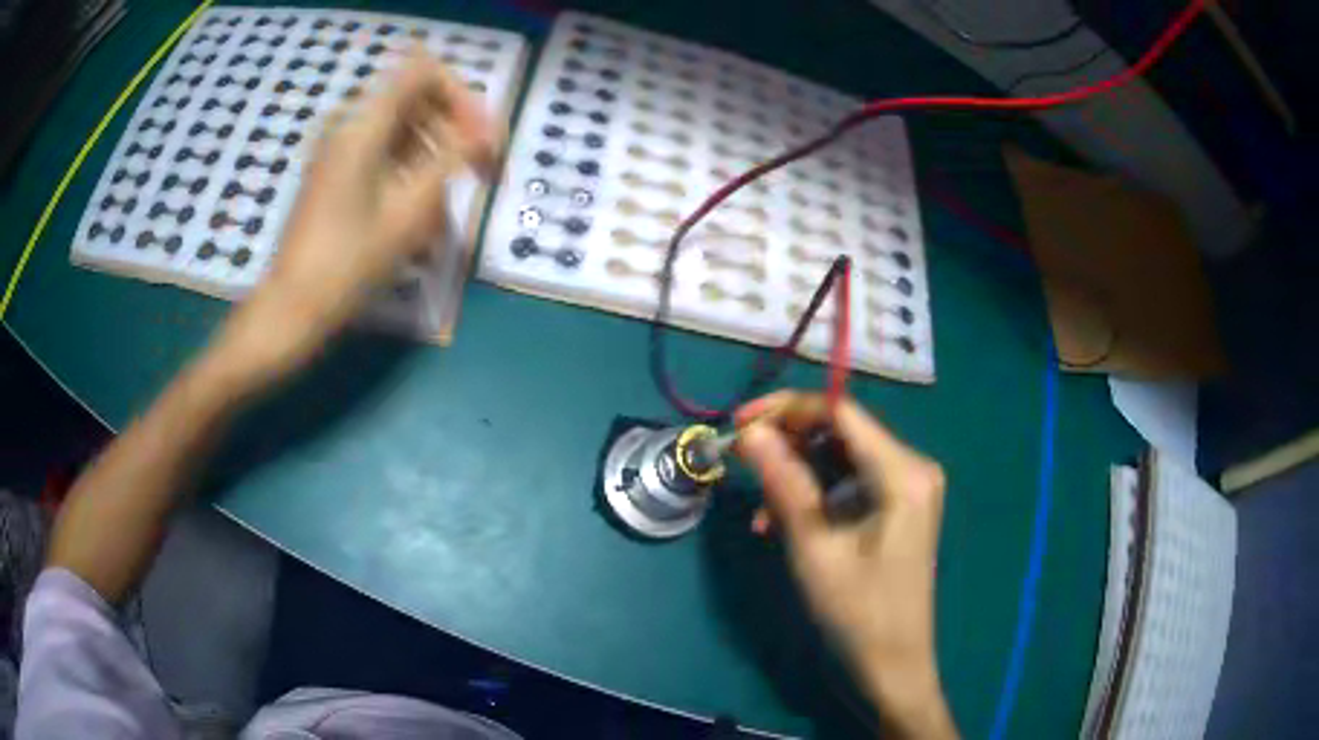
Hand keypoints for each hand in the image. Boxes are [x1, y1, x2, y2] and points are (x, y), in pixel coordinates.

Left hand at [215, 54, 499, 388]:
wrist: (293, 307)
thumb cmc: (349, 262)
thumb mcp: (410, 208)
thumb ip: (452, 156)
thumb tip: (487, 129)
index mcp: (364, 124)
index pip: (425, 72)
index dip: (462, 95)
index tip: (480, 136)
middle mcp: (350, 125)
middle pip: (418, 101)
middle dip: (455, 132)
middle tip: (482, 175)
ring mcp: (340, 149)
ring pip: (405, 131)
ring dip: (435, 160)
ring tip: (447, 213)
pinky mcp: (337, 172)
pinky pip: (386, 155)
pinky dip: (411, 176)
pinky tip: (421, 220)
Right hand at [736, 392, 956, 737]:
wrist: (892, 665)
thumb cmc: (857, 612)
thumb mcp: (813, 547)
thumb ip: (783, 482)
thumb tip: (750, 432)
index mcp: (903, 472)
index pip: (841, 412)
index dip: (787, 408)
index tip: (739, 421)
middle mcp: (912, 468)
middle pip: (842, 431)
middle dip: (789, 442)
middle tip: (742, 460)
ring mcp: (907, 488)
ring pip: (841, 458)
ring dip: (796, 474)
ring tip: (760, 510)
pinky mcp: (897, 507)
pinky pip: (849, 484)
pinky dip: (814, 495)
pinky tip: (781, 522)